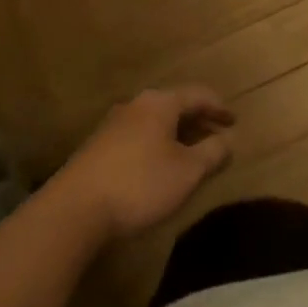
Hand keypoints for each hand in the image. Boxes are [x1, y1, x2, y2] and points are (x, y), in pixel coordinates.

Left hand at [48, 87, 235, 240]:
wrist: (73, 211)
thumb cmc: (140, 184)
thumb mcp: (187, 171)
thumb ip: (213, 152)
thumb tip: (228, 140)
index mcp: (160, 103)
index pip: (198, 95)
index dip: (219, 107)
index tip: (234, 121)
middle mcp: (135, 105)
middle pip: (175, 106)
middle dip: (198, 121)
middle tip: (217, 136)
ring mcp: (112, 126)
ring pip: (155, 123)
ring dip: (177, 135)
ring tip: (191, 154)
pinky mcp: (97, 149)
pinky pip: (138, 138)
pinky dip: (157, 146)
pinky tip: (159, 167)